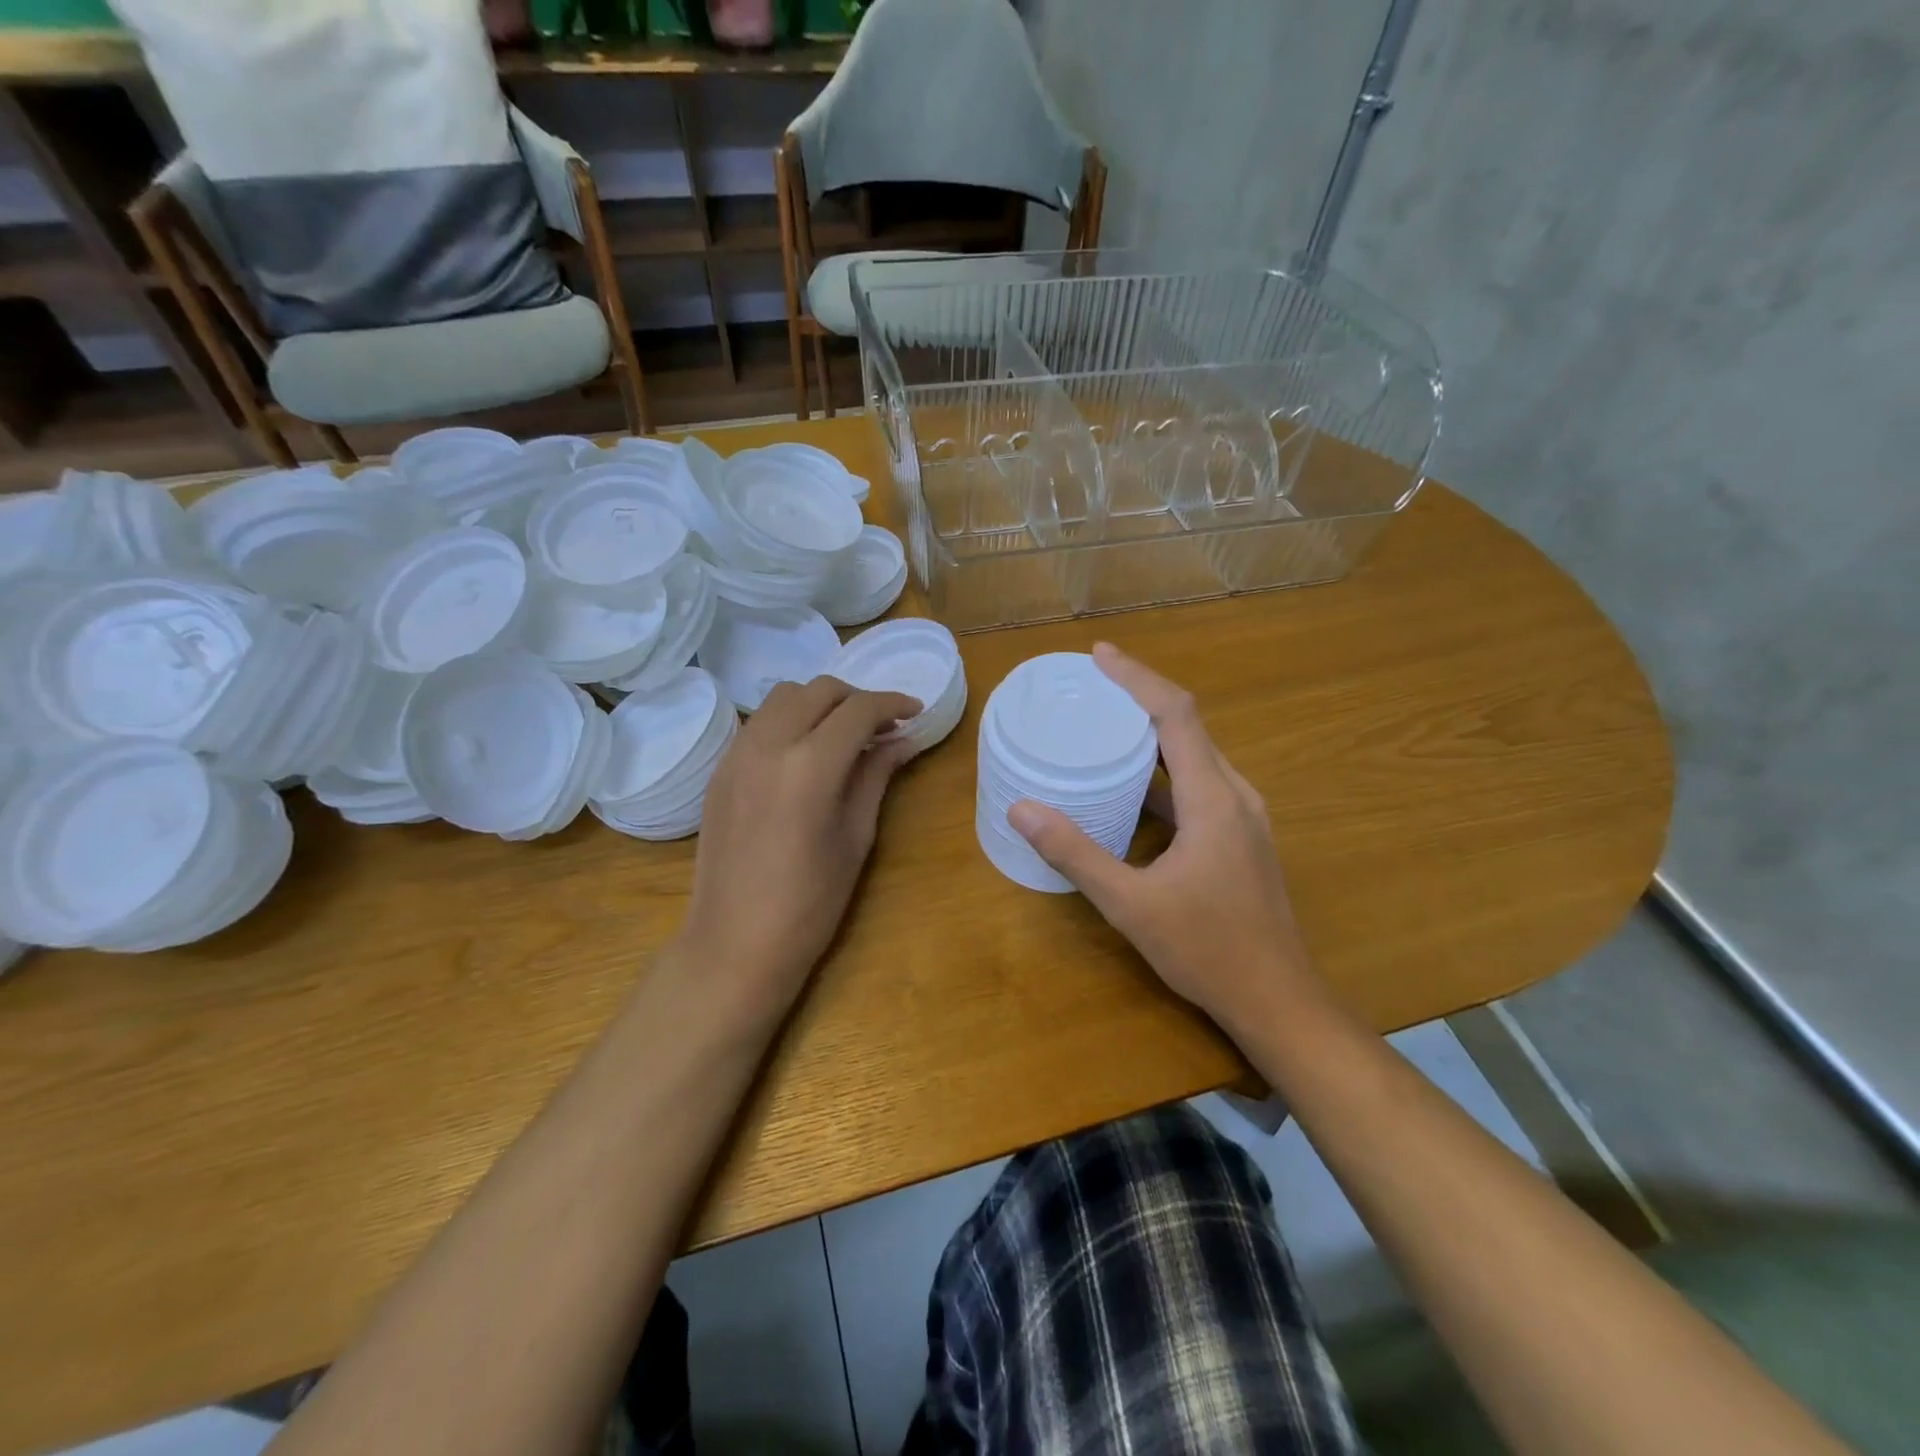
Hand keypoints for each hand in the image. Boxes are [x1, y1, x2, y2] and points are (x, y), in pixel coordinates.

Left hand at [675, 676, 921, 1034]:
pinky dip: (790, 720)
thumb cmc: (810, 902)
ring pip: (784, 697)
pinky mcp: (720, 769)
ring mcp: (737, 753)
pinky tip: (806, 754)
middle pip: (819, 691)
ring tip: (843, 735)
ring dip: (820, 704)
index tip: (915, 712)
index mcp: (810, 765)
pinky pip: (760, 722)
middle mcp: (768, 744)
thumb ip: (876, 776)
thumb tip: (902, 740)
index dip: (893, 704)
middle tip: (883, 726)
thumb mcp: (856, 837)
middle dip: (857, 699)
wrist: (735, 943)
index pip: (858, 710)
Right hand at [1008, 643, 1315, 1035]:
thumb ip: (1076, 854)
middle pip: (1189, 726)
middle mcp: (1235, 796)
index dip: (1137, 677)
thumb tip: (1022, 810)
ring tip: (1106, 728)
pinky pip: (1200, 787)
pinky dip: (1164, 774)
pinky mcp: (1240, 839)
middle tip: (1093, 688)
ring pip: (1197, 757)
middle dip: (1141, 698)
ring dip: (1154, 736)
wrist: (1277, 1001)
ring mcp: (1244, 819)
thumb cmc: (1207, 950)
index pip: (1176, 714)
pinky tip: (1132, 791)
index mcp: (1213, 799)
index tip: (1099, 655)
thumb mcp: (1130, 904)